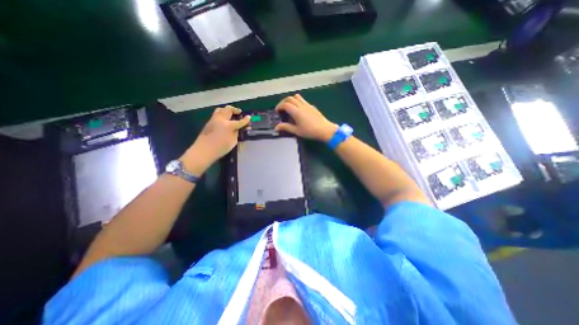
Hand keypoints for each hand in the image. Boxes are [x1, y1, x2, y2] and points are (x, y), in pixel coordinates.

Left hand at [180, 105, 248, 175]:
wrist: (204, 150)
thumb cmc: (220, 148)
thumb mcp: (233, 142)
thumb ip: (236, 133)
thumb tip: (237, 129)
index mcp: (228, 125)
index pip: (239, 121)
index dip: (245, 119)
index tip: (249, 117)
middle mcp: (221, 119)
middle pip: (228, 110)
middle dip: (235, 110)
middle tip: (239, 112)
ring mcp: (213, 120)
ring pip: (221, 110)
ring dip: (227, 110)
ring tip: (231, 113)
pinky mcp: (209, 122)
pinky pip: (216, 114)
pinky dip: (222, 113)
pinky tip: (224, 119)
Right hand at [274, 93, 336, 139]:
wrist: (324, 130)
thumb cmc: (310, 131)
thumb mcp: (297, 131)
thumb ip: (286, 127)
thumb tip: (276, 127)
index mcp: (296, 111)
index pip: (285, 104)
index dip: (279, 106)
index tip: (277, 111)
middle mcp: (301, 106)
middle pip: (290, 98)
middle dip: (283, 102)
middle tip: (281, 108)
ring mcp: (307, 105)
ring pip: (297, 97)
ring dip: (291, 100)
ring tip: (289, 107)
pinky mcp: (312, 106)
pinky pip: (303, 100)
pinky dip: (297, 102)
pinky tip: (299, 110)